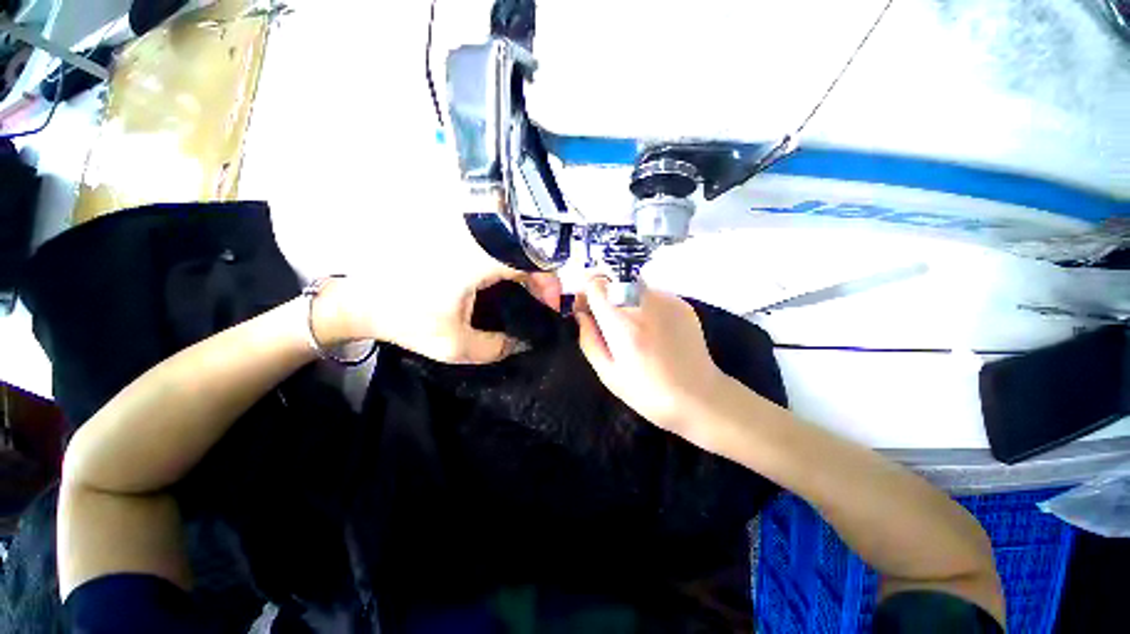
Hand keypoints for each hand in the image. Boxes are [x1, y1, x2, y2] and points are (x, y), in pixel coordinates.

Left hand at [316, 232, 561, 365]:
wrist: (361, 300)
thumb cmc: (406, 320)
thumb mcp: (455, 345)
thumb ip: (497, 347)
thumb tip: (523, 342)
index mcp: (476, 258)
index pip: (530, 259)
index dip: (549, 282)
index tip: (549, 306)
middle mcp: (473, 239)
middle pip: (523, 250)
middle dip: (540, 278)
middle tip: (542, 304)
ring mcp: (462, 237)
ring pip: (510, 248)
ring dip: (525, 272)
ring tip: (527, 298)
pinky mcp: (455, 241)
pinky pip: (493, 250)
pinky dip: (507, 267)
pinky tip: (505, 288)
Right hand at [574, 277, 726, 436]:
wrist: (698, 397)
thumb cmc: (647, 392)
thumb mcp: (608, 373)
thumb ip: (588, 339)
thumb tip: (580, 314)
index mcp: (622, 323)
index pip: (595, 283)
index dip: (585, 290)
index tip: (585, 305)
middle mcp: (644, 303)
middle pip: (614, 279)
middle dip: (604, 293)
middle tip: (607, 317)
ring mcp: (667, 300)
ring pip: (633, 285)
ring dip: (625, 298)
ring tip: (633, 327)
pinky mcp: (682, 303)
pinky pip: (653, 294)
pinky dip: (645, 304)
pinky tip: (653, 329)